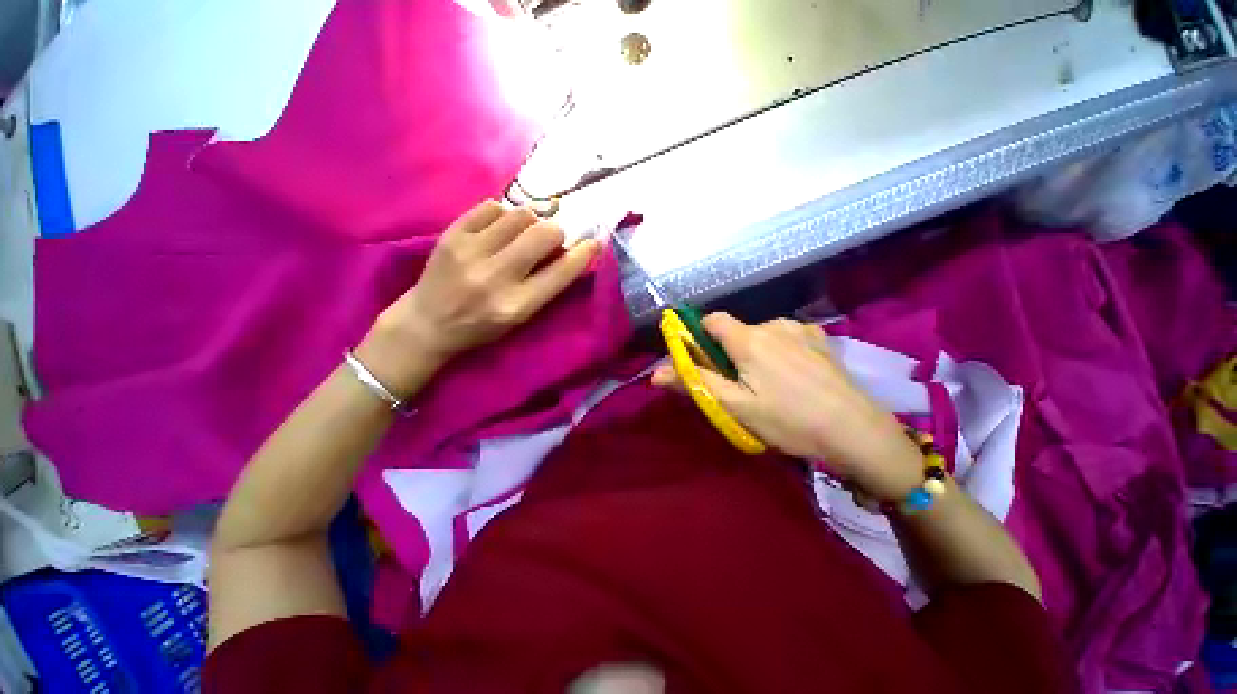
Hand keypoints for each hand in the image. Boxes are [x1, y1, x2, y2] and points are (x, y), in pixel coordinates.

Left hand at [359, 200, 599, 395]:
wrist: (427, 322)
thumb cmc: (481, 326)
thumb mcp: (520, 317)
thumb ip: (545, 285)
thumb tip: (568, 250)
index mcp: (516, 305)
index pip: (561, 272)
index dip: (584, 253)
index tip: (594, 242)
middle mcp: (495, 277)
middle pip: (544, 233)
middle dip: (556, 233)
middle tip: (551, 239)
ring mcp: (470, 252)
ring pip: (520, 214)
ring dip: (532, 221)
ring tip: (524, 233)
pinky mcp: (451, 235)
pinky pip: (492, 206)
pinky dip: (504, 214)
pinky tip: (501, 227)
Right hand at [652, 314, 922, 500]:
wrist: (858, 432)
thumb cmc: (788, 421)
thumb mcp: (734, 407)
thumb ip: (694, 384)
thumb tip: (655, 373)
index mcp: (749, 339)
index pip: (711, 320)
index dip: (700, 336)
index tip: (703, 361)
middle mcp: (773, 325)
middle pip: (736, 331)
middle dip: (728, 352)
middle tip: (738, 386)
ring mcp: (800, 329)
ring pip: (761, 334)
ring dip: (754, 352)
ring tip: (769, 384)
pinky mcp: (820, 339)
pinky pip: (786, 337)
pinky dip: (779, 350)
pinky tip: (794, 375)